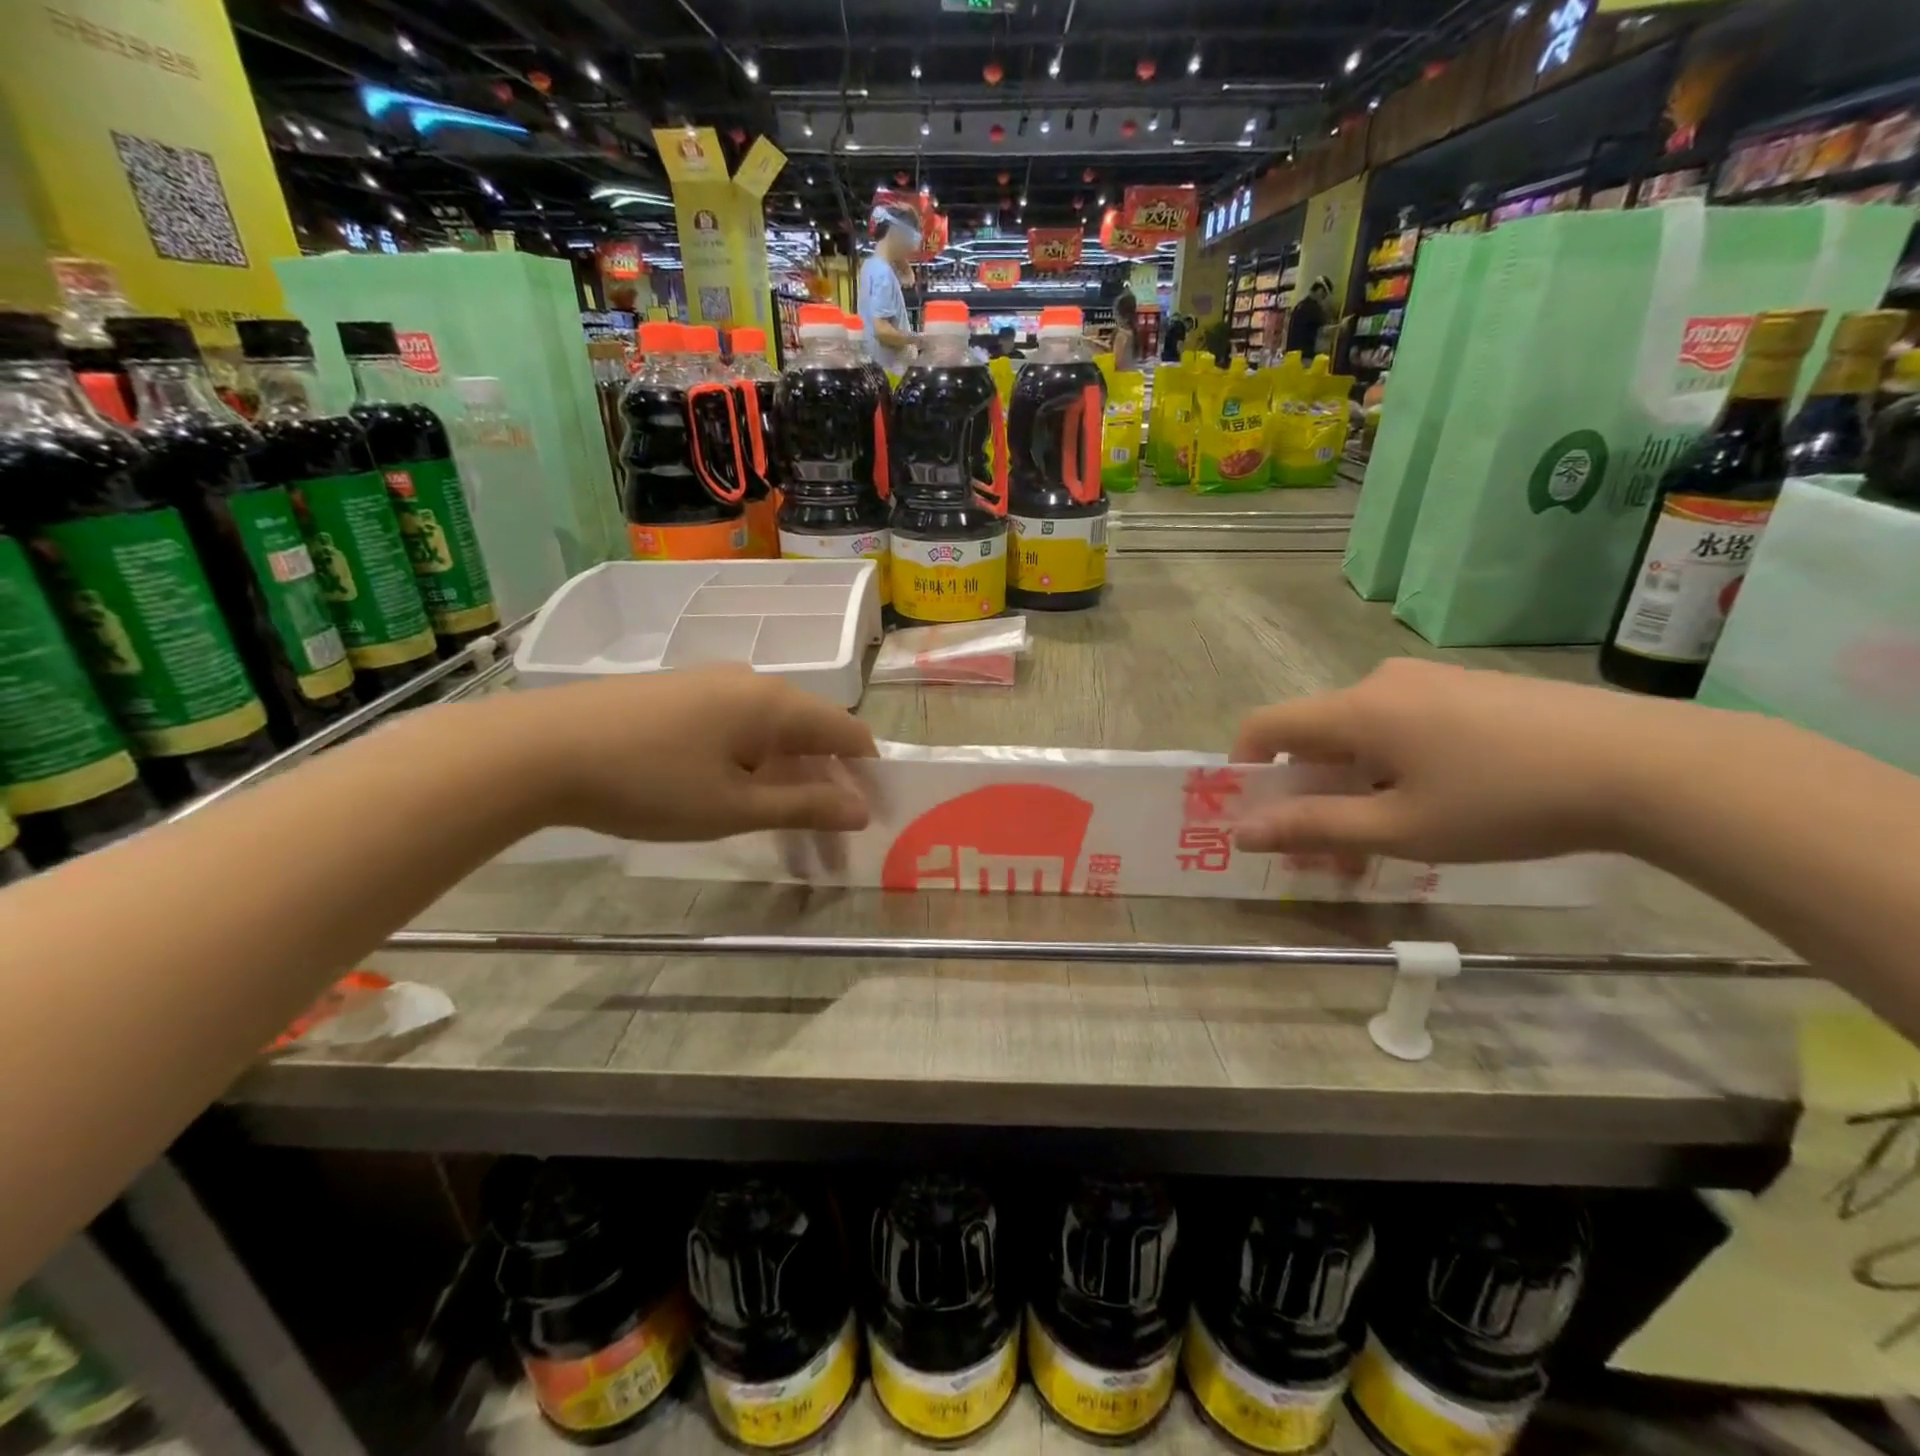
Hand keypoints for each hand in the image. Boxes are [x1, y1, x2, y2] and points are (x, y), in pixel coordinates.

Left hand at [485, 665, 877, 841]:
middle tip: (827, 838)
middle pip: (811, 732)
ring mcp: (711, 683)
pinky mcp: (678, 693)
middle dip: (827, 784)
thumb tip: (861, 810)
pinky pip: (737, 727)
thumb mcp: (734, 807)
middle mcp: (752, 682)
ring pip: (772, 732)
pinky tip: (735, 794)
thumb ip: (804, 807)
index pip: (848, 731)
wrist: (539, 749)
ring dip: (789, 777)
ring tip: (783, 826)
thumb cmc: (650, 783)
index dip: (867, 773)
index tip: (871, 815)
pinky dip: (753, 763)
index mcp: (775, 704)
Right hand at [1229, 659, 1709, 863]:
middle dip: (1308, 790)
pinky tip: (1439, 801)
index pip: (1266, 724)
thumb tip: (1242, 832)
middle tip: (1331, 849)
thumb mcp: (1400, 829)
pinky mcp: (1469, 688)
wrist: (1647, 765)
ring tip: (1391, 835)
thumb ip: (1313, 828)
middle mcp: (1381, 682)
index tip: (1257, 813)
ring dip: (1353, 782)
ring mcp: (1430, 679)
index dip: (1244, 766)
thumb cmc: (1504, 801)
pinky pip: (1403, 723)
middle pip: (1315, 734)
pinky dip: (1393, 764)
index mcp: (1356, 710)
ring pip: (1361, 732)